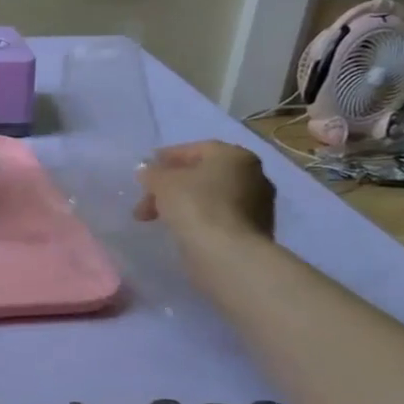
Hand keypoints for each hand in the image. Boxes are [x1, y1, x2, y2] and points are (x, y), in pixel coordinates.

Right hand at [135, 141, 274, 243]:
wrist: (228, 254)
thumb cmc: (195, 206)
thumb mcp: (162, 183)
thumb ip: (153, 173)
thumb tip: (147, 172)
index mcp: (234, 155)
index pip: (196, 149)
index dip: (166, 158)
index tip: (145, 171)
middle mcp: (252, 174)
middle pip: (202, 175)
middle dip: (170, 187)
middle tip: (145, 203)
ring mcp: (258, 204)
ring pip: (210, 197)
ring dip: (183, 204)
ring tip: (158, 219)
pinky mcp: (255, 230)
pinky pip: (218, 217)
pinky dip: (199, 219)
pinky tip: (181, 230)